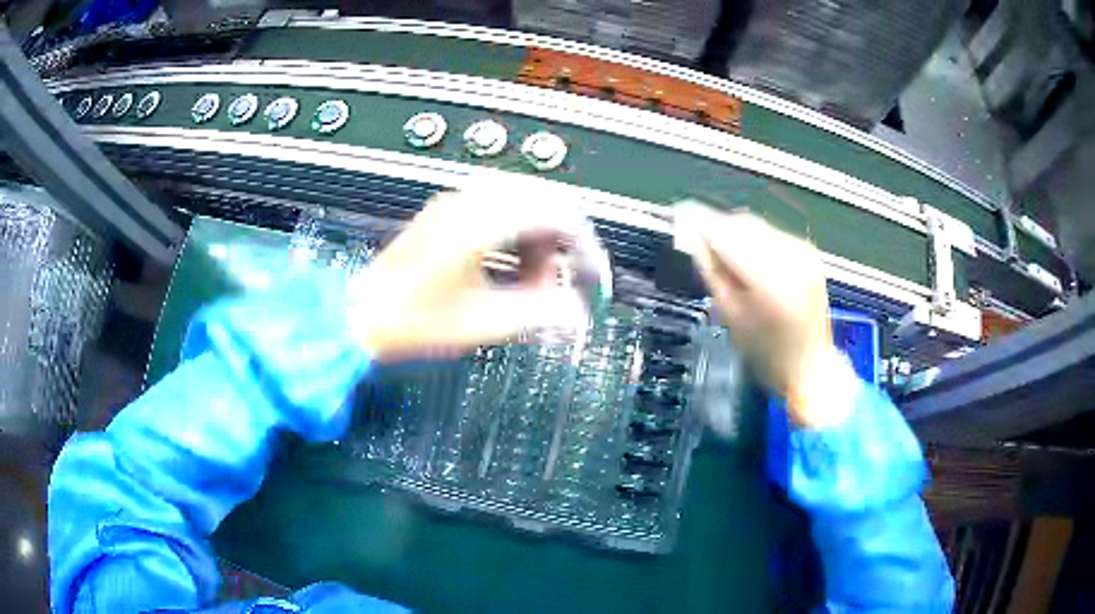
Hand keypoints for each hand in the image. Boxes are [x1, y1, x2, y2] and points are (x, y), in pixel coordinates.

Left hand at [347, 177, 605, 360]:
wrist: (361, 317)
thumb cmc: (411, 321)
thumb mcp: (482, 324)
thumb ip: (539, 315)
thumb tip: (578, 313)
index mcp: (481, 221)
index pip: (558, 213)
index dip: (585, 246)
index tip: (593, 278)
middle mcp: (471, 200)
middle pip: (545, 201)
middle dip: (564, 242)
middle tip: (564, 281)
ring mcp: (458, 203)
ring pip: (525, 204)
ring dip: (540, 240)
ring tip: (532, 284)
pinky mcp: (449, 215)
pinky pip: (501, 212)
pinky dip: (518, 238)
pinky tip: (510, 270)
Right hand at [681, 206, 847, 427]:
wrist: (810, 365)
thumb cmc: (765, 353)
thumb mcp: (731, 317)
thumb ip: (713, 271)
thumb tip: (693, 237)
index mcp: (770, 281)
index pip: (728, 236)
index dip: (702, 223)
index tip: (680, 215)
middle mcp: (791, 257)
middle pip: (743, 224)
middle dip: (718, 225)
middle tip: (697, 235)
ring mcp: (804, 252)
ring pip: (758, 225)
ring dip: (735, 231)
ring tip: (721, 248)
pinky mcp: (809, 252)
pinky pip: (773, 233)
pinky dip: (754, 238)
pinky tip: (747, 255)